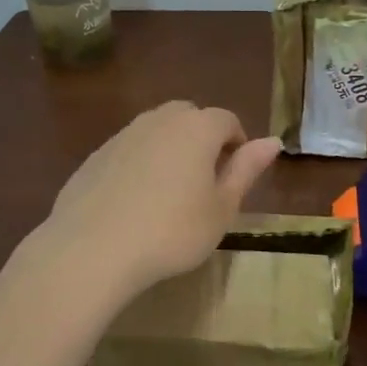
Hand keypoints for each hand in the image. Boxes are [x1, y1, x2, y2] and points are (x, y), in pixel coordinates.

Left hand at [37, 102, 281, 302]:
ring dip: (170, 150)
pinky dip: (139, 165)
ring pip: (156, 131)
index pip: (227, 120)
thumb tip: (273, 141)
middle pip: (189, 117)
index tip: (236, 175)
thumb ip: (246, 170)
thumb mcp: (222, 208)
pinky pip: (129, 150)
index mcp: (197, 128)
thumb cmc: (172, 231)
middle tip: (205, 181)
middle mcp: (160, 120)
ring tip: (170, 193)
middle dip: (202, 139)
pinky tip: (135, 203)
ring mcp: (123, 135)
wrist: (92, 249)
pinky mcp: (95, 156)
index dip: (237, 144)